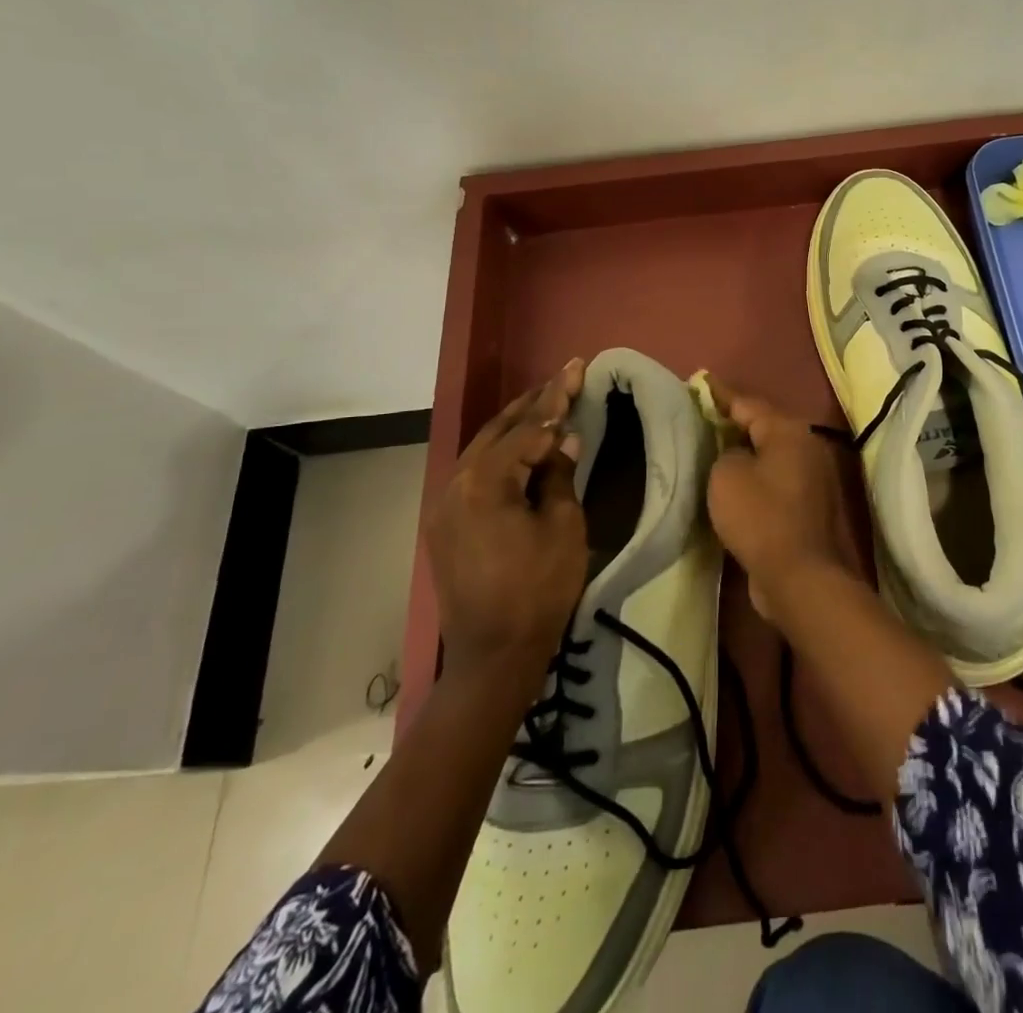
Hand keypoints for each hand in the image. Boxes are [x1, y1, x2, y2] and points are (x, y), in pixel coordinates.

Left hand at [424, 358, 587, 676]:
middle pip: (498, 430)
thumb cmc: (538, 589)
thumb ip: (559, 475)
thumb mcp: (563, 527)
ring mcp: (445, 504)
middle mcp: (455, 483)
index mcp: (485, 482)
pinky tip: (520, 445)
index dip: (558, 399)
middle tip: (564, 377)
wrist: (493, 654)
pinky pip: (475, 472)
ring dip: (515, 424)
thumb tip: (563, 440)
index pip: (528, 429)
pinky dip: (501, 452)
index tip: (578, 368)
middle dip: (534, 402)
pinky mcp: (446, 523)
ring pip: (483, 448)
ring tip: (545, 402)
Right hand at [704, 379, 858, 624]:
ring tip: (715, 445)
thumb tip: (738, 453)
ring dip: (746, 449)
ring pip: (772, 453)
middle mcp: (807, 445)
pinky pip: (776, 478)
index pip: (748, 403)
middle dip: (735, 420)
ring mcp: (813, 476)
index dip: (721, 394)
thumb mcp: (727, 475)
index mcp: (788, 430)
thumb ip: (726, 452)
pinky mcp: (810, 504)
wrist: (798, 575)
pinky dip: (757, 474)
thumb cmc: (760, 516)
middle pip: (764, 425)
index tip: (701, 381)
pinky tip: (736, 481)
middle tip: (705, 415)